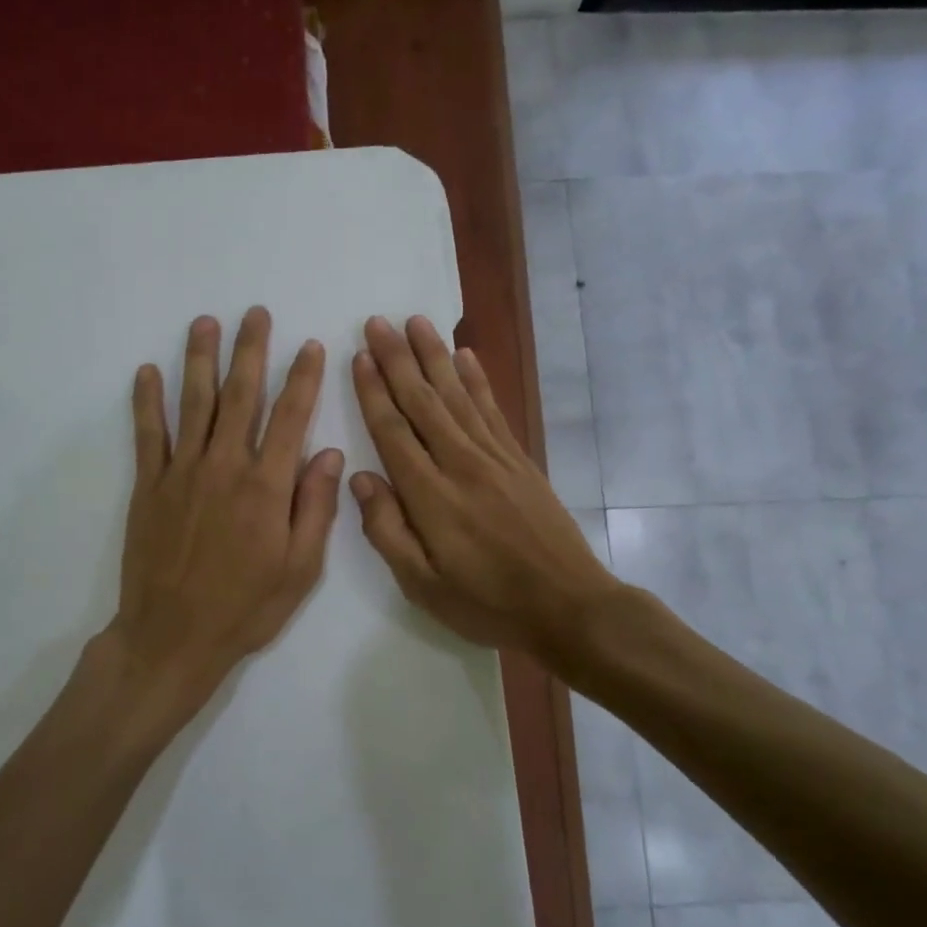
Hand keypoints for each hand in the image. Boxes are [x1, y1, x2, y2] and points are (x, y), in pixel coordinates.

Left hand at [95, 307, 343, 741]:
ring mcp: (181, 473)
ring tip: (204, 323)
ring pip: (194, 403)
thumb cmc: (245, 608)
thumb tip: (329, 454)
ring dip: (200, 360)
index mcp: (267, 486)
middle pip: (241, 396)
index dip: (302, 378)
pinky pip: (148, 435)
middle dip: (251, 350)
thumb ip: (315, 507)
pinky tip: (147, 371)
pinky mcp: (148, 486)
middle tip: (255, 313)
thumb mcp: (300, 569)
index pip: (290, 417)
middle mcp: (225, 466)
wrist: (172, 638)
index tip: (309, 345)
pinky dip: (147, 401)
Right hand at [349, 315, 623, 655]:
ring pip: (457, 394)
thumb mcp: (423, 585)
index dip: (373, 391)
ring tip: (416, 321)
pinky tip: (467, 354)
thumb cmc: (487, 602)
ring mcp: (494, 456)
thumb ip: (387, 530)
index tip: (359, 355)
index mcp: (430, 495)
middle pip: (422, 400)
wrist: (567, 605)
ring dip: (434, 355)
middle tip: (378, 321)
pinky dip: (477, 379)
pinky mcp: (518, 459)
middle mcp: (460, 462)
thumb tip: (360, 478)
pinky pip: (492, 408)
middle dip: (397, 359)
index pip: (393, 430)